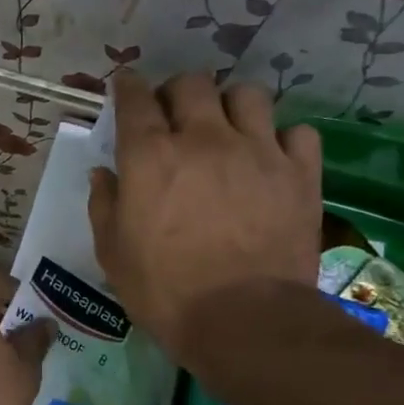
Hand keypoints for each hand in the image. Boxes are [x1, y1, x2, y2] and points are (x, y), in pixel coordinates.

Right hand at [88, 73, 321, 359]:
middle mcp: (204, 139)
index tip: (126, 86)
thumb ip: (104, 204)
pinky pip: (296, 132)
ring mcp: (257, 151)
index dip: (128, 86)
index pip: (135, 99)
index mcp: (150, 156)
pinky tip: (271, 158)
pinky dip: (281, 138)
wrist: (243, 321)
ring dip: (230, 105)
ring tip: (227, 128)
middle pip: (192, 84)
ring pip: (248, 95)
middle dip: (177, 92)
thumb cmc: (164, 290)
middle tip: (174, 115)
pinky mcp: (299, 173)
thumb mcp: (113, 253)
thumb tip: (103, 173)